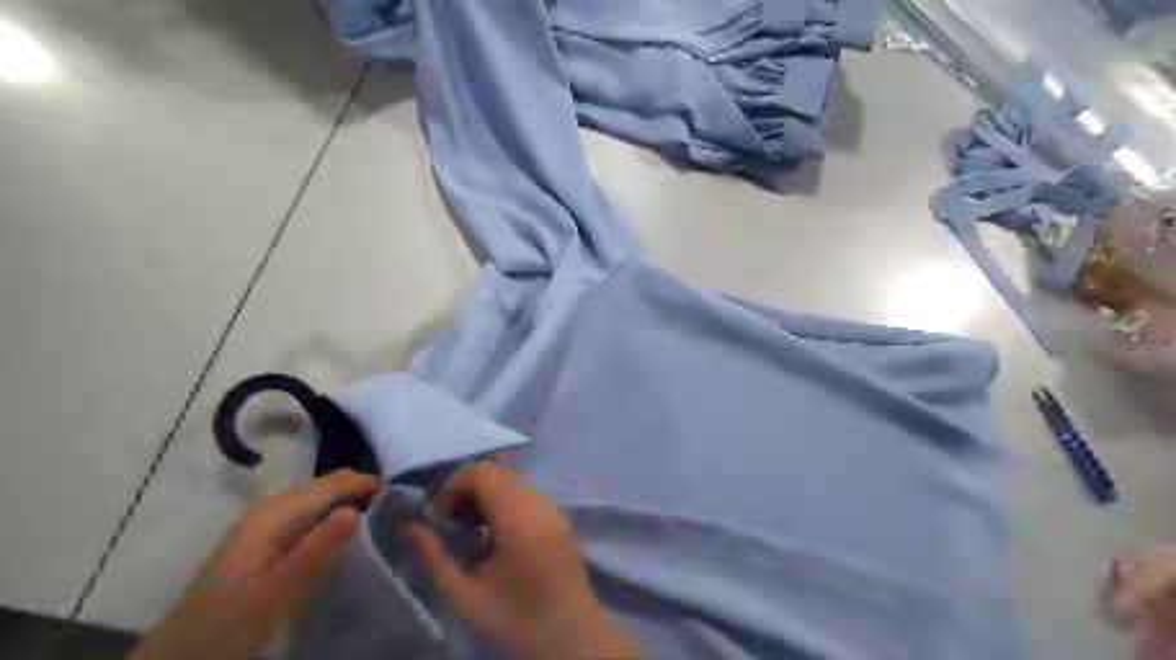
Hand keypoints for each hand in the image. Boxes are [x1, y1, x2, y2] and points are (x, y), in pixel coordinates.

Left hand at [126, 470, 375, 659]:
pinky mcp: (266, 537)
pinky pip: (310, 513)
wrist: (179, 654)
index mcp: (276, 513)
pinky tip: (344, 537)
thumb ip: (315, 550)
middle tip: (393, 515)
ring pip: (321, 497)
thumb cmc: (228, 624)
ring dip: (350, 503)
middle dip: (362, 492)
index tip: (400, 504)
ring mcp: (267, 521)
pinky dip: (333, 516)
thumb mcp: (276, 593)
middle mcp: (272, 507)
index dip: (369, 486)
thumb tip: (356, 509)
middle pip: (328, 485)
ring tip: (377, 524)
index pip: (335, 482)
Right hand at [406, 463, 641, 657]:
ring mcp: (556, 508)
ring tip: (472, 532)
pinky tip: (496, 536)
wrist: (573, 640)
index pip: (483, 473)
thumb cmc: (516, 623)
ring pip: (513, 480)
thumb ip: (434, 557)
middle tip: (452, 525)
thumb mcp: (466, 597)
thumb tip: (408, 526)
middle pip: (498, 472)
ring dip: (486, 495)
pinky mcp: (562, 517)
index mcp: (520, 521)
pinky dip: (505, 502)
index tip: (440, 519)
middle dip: (467, 490)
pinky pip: (527, 493)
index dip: (453, 486)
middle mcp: (542, 505)